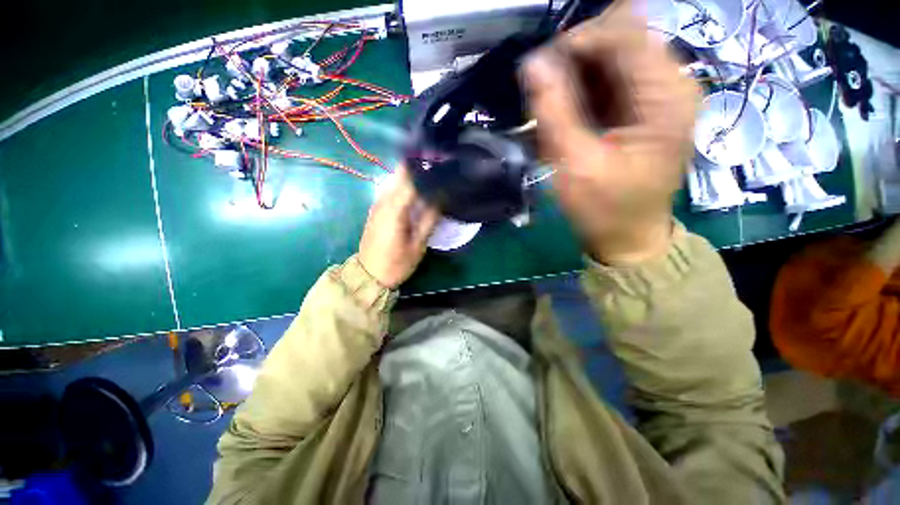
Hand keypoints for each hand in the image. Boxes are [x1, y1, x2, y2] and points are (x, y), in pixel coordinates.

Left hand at [358, 168, 439, 288]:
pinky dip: (404, 186)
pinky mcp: (376, 210)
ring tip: (431, 178)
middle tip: (439, 170)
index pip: (411, 178)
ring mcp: (377, 204)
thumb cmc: (397, 263)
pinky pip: (391, 190)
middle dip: (419, 168)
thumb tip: (441, 197)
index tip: (443, 165)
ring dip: (412, 176)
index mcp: (394, 209)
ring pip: (395, 180)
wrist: (369, 275)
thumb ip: (429, 219)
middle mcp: (383, 201)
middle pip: (401, 174)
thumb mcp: (418, 245)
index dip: (426, 168)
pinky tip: (417, 192)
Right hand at [522, 0, 699, 264]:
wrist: (627, 236)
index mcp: (666, 95)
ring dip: (578, 73)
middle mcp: (672, 83)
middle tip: (546, 91)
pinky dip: (585, 87)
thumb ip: (555, 111)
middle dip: (576, 57)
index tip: (540, 71)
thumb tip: (531, 63)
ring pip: (614, 54)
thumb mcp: (574, 164)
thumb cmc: (604, 208)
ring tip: (553, 105)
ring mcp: (660, 93)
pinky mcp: (646, 106)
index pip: (623, 31)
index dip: (576, 41)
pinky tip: (568, 112)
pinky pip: (612, 77)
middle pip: (621, 36)